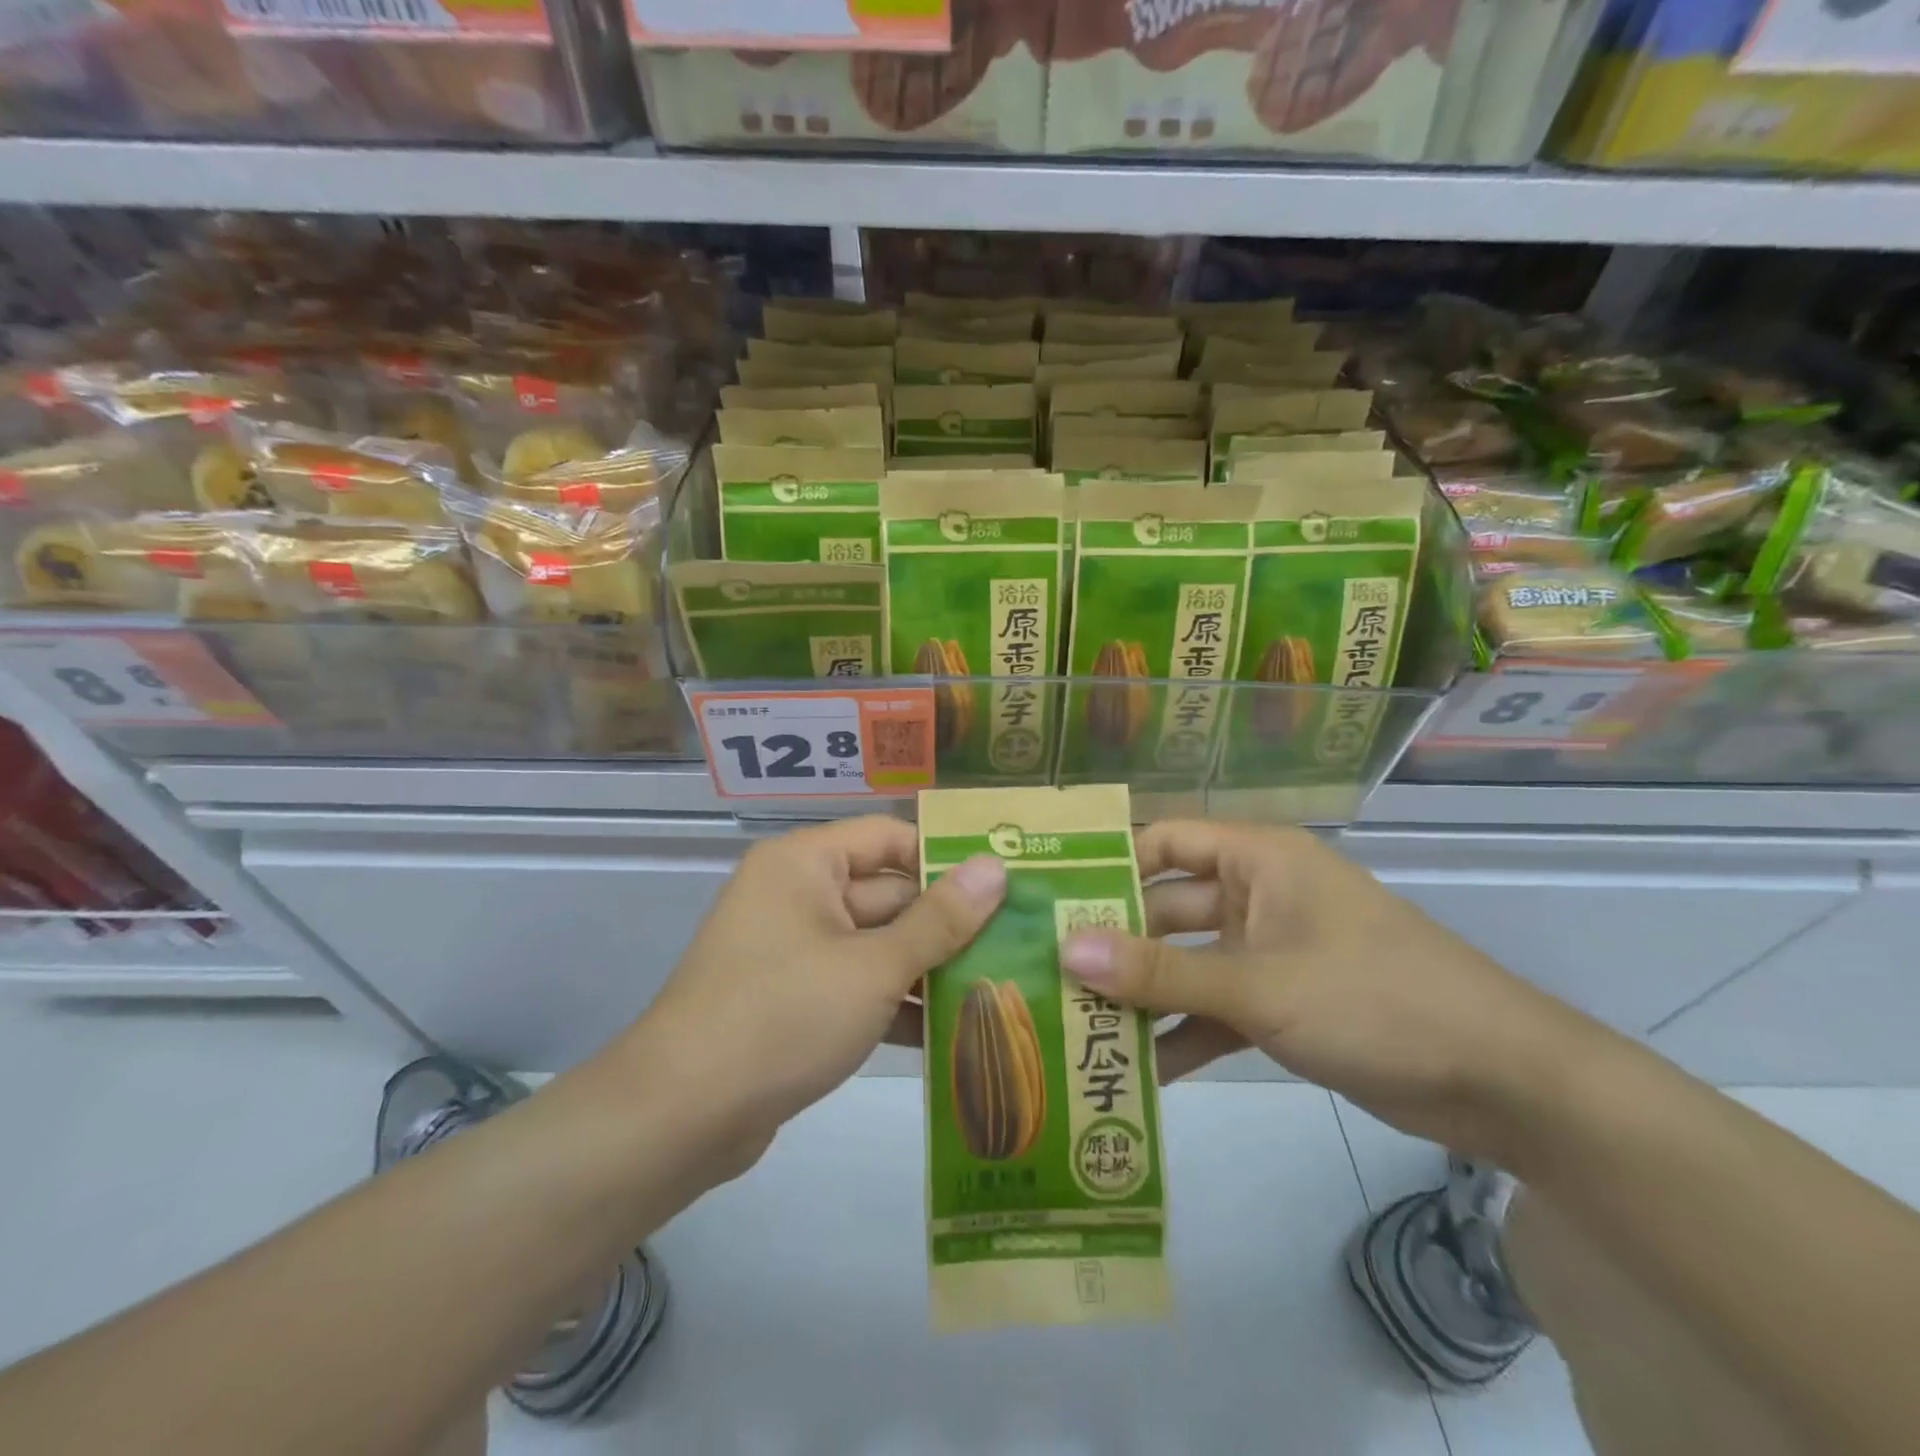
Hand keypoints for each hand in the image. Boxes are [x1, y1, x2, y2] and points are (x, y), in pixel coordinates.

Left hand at [624, 816, 1004, 1155]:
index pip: (890, 838)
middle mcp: (797, 895)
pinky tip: (949, 1037)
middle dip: (946, 926)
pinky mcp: (791, 999)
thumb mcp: (873, 967)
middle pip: (887, 895)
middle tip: (1017, 946)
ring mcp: (792, 950)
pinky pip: (854, 986)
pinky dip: (892, 1006)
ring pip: (875, 946)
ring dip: (927, 972)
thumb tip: (995, 867)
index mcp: (806, 864)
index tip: (1005, 886)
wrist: (680, 1116)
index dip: (946, 859)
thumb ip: (939, 920)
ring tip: (998, 991)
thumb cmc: (783, 1016)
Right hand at [1058, 822, 1594, 1156]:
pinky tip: (1138, 1070)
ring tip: (1076, 1025)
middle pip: (1166, 907)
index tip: (1046, 899)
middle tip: (1044, 972)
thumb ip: (1161, 972)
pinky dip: (1183, 1034)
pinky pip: (1215, 1008)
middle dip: (1115, 942)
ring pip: (1187, 964)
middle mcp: (1256, 895)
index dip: (1106, 865)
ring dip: (1143, 994)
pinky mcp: (1281, 1004)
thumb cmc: (1375, 998)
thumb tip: (1065, 949)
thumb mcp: (1260, 984)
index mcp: (1257, 859)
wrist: (1500, 1083)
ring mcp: (1268, 952)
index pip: (1162, 842)